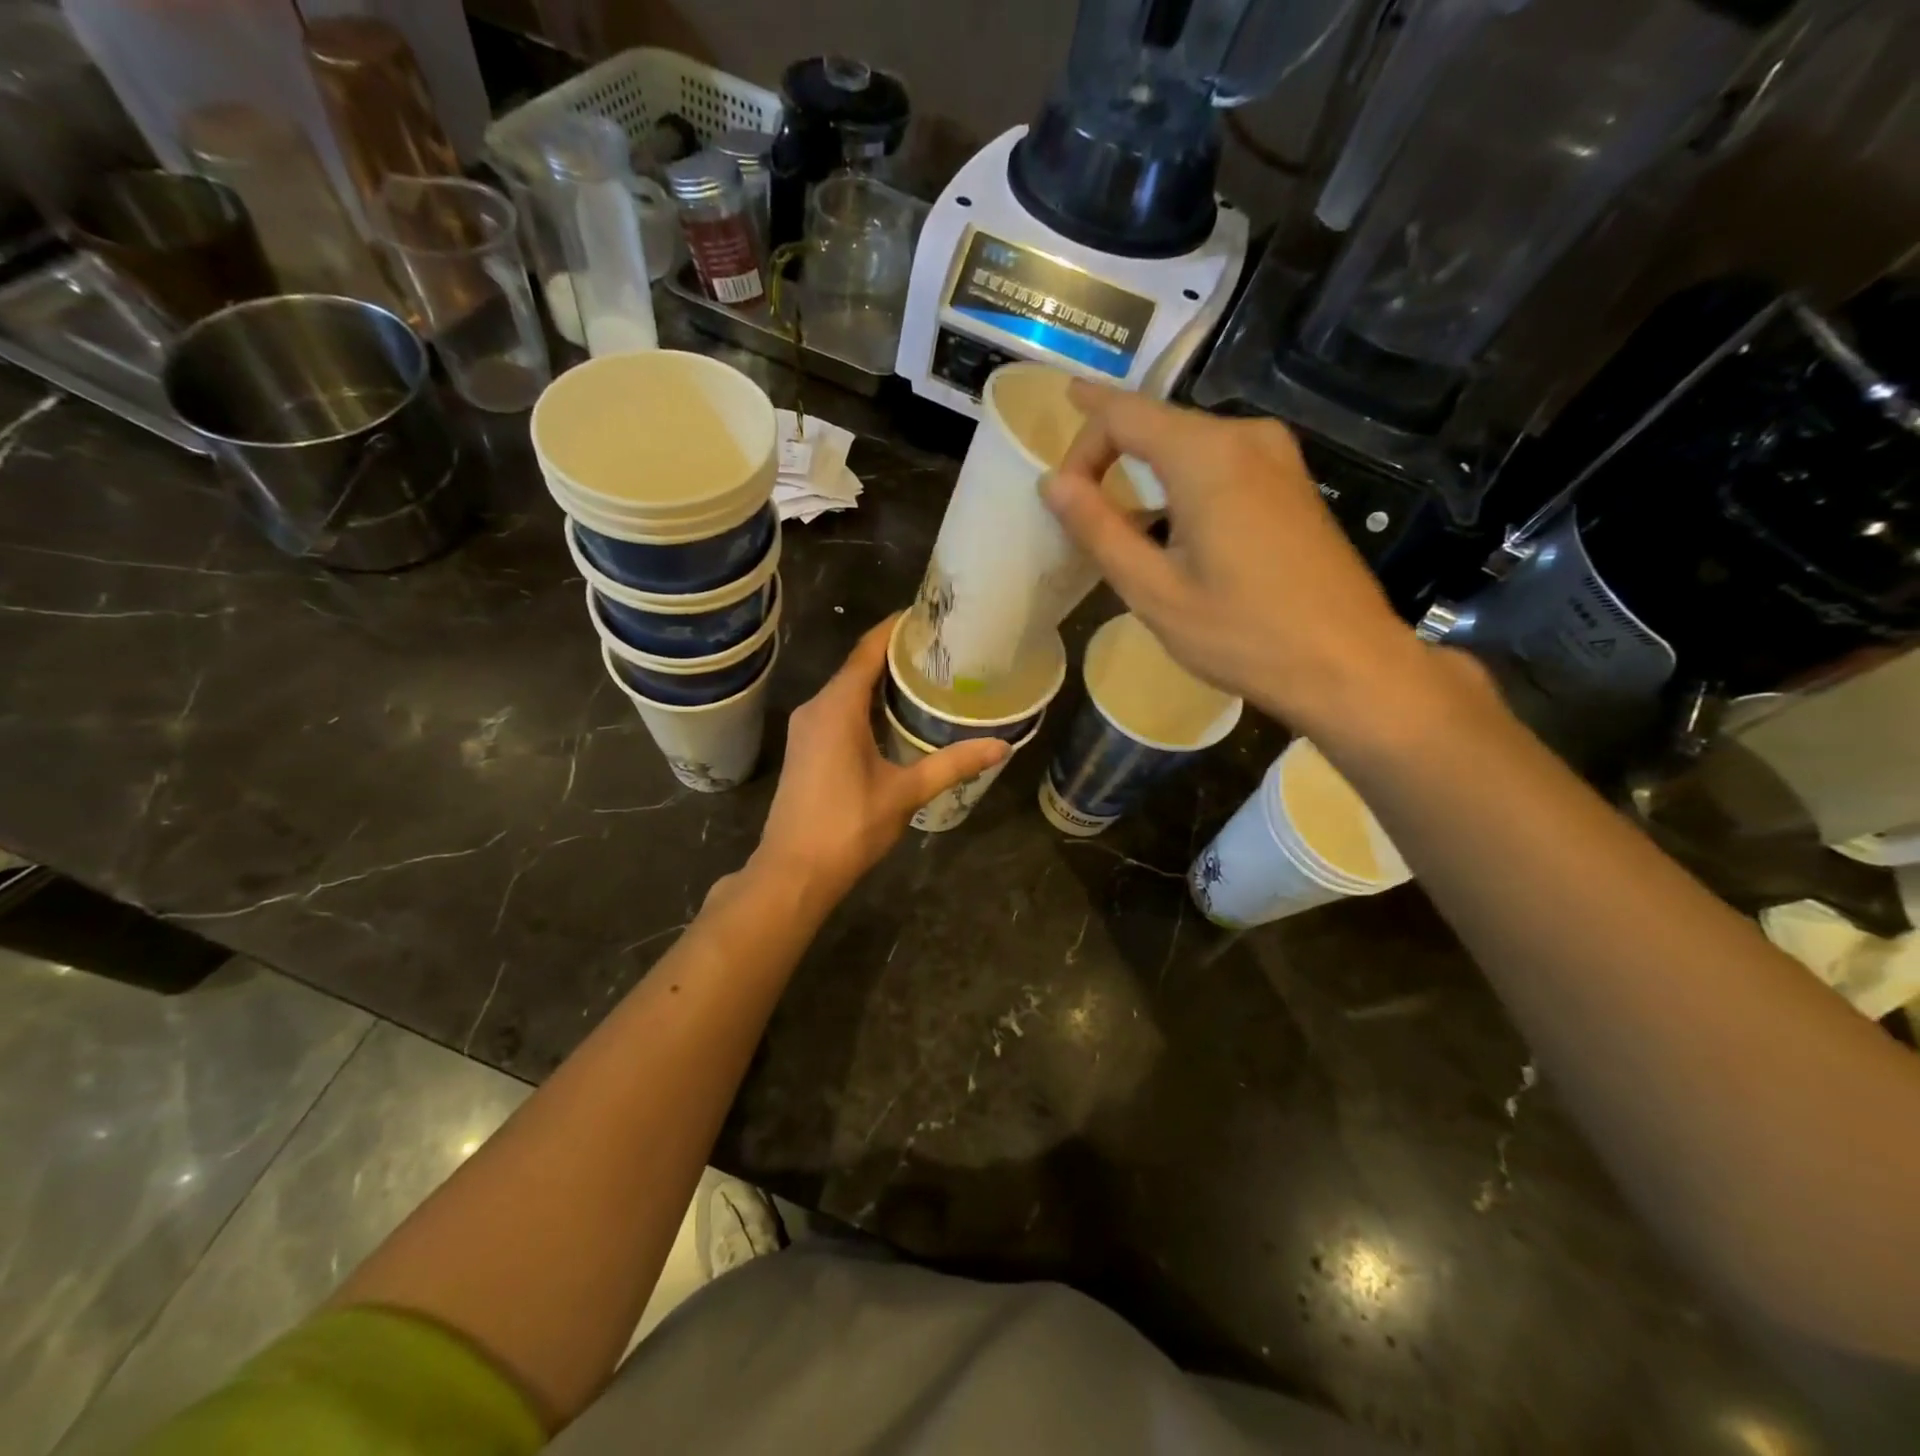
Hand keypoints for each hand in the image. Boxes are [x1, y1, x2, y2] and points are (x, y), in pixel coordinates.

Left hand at [752, 616, 1007, 906]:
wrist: (794, 871)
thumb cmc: (848, 826)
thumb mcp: (906, 792)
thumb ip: (952, 765)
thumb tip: (1002, 746)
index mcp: (837, 707)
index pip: (868, 650)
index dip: (896, 628)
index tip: (930, 616)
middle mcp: (817, 707)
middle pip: (858, 666)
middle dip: (895, 653)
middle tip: (942, 648)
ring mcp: (807, 728)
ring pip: (847, 689)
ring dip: (881, 680)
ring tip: (927, 675)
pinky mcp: (806, 747)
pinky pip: (839, 709)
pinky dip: (867, 702)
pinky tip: (895, 714)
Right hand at [1042, 382, 1441, 736]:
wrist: (1347, 664)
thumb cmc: (1242, 633)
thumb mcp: (1153, 590)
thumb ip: (1098, 529)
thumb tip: (1053, 483)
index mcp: (1206, 455)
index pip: (1122, 414)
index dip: (1078, 439)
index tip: (1056, 487)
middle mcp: (1245, 437)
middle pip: (1156, 424)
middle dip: (1108, 456)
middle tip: (1077, 508)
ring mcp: (1277, 457)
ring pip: (1188, 446)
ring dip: (1145, 475)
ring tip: (1117, 524)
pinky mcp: (1292, 483)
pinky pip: (1220, 465)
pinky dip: (1181, 486)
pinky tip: (1171, 532)